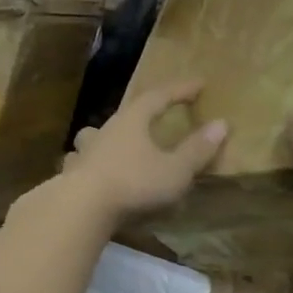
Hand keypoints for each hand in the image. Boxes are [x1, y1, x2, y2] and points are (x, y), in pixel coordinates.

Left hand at [61, 81, 227, 223]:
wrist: (81, 208)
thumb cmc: (133, 184)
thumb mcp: (175, 170)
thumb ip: (197, 149)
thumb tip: (221, 123)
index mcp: (132, 121)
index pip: (158, 96)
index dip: (180, 90)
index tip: (199, 84)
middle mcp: (105, 131)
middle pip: (124, 114)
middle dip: (142, 112)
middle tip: (154, 113)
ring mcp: (84, 153)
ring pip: (94, 137)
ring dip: (106, 137)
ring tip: (112, 142)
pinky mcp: (71, 176)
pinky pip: (81, 164)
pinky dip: (88, 164)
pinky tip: (88, 173)